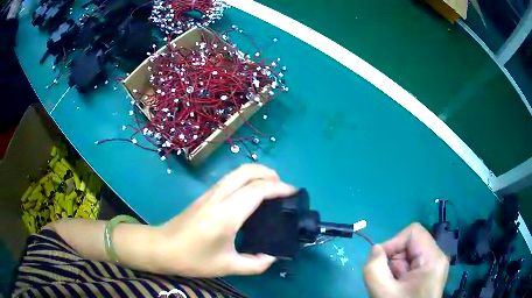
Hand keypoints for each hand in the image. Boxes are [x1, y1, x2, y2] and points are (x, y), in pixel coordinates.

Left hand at [154, 164, 295, 276]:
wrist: (162, 248)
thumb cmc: (193, 259)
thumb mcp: (227, 266)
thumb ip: (256, 264)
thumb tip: (273, 257)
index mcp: (227, 215)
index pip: (257, 191)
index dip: (279, 188)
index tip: (294, 193)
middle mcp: (219, 198)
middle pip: (246, 171)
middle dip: (269, 173)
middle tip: (284, 187)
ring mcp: (210, 193)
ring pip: (237, 171)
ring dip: (257, 173)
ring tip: (271, 187)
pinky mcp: (205, 195)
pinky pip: (230, 179)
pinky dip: (246, 178)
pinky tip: (251, 193)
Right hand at [363, 223, 448, 297]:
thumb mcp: (383, 292)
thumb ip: (374, 268)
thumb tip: (375, 249)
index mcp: (433, 258)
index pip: (413, 232)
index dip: (393, 242)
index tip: (380, 262)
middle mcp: (437, 257)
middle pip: (411, 243)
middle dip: (393, 259)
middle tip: (386, 279)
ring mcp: (434, 266)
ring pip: (409, 255)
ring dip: (395, 268)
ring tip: (391, 286)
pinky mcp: (429, 274)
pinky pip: (412, 265)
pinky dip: (399, 273)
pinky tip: (397, 287)